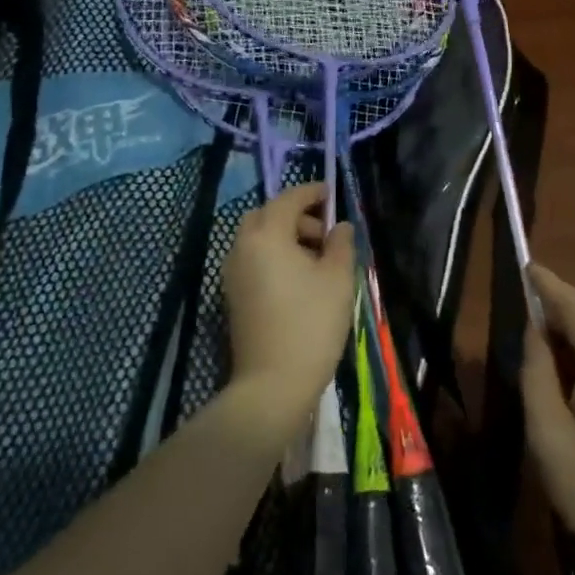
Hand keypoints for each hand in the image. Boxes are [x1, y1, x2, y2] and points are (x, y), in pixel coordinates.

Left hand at [223, 183, 355, 417]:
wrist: (273, 382)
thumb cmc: (311, 323)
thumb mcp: (337, 279)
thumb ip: (341, 245)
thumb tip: (340, 227)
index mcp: (267, 236)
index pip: (288, 200)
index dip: (311, 192)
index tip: (331, 193)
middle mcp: (242, 248)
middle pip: (266, 216)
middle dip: (295, 216)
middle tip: (324, 233)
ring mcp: (233, 274)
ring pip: (257, 239)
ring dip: (285, 237)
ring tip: (317, 260)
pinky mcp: (233, 296)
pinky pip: (253, 260)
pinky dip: (274, 256)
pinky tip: (299, 280)